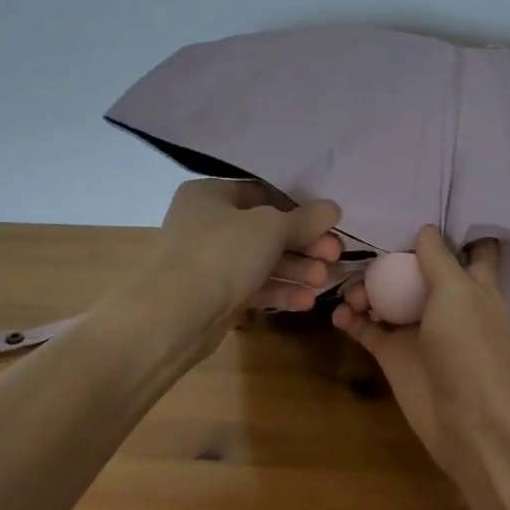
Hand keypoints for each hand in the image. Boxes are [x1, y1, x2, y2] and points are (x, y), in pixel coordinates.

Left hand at [145, 179, 341, 330]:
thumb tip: (332, 208)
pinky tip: (307, 301)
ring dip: (296, 269)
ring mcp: (208, 261)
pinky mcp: (214, 295)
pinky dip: (279, 291)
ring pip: (262, 260)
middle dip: (303, 244)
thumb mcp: (270, 228)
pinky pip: (253, 286)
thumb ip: (304, 219)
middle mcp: (206, 223)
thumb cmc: (221, 254)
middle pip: (266, 229)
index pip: (263, 193)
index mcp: (210, 194)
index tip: (329, 222)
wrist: (174, 316)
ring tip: (325, 280)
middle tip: (335, 254)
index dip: (299, 207)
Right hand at [333, 226, 509, 481]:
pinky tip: (339, 314)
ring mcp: (419, 328)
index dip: (459, 229)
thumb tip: (425, 229)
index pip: (474, 249)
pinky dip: (352, 319)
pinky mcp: (395, 353)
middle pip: (417, 269)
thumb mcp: (457, 291)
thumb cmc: (469, 346)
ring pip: (388, 297)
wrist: (468, 420)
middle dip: (393, 255)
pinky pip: (368, 328)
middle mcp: (446, 302)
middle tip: (362, 241)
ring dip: (366, 288)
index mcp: (474, 285)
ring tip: (350, 291)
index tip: (432, 205)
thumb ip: (437, 258)